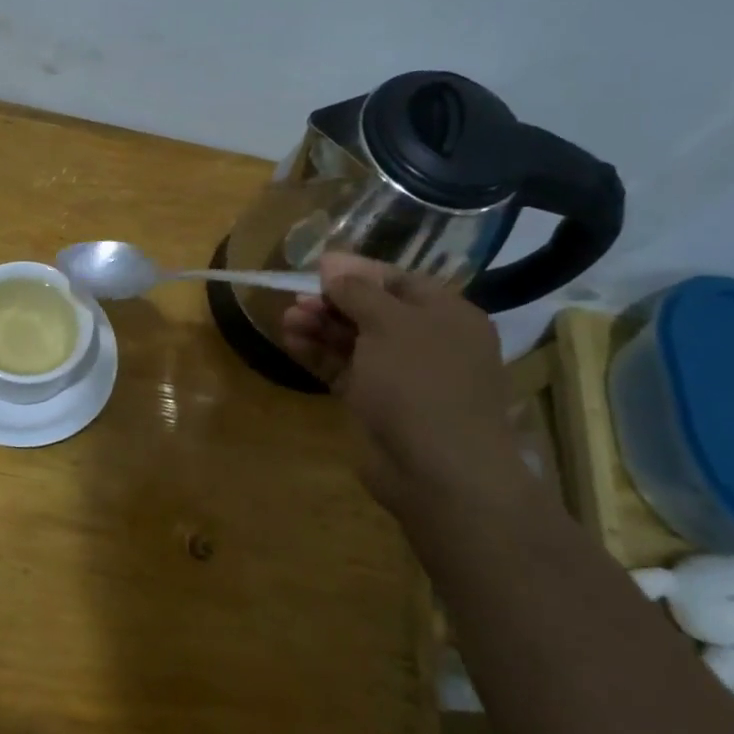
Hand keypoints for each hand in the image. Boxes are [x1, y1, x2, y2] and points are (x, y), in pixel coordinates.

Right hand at [281, 253, 529, 508]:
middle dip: (332, 301)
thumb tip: (332, 263)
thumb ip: (358, 291)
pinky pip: (342, 368)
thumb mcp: (390, 324)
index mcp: (446, 315)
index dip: (357, 271)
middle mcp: (426, 341)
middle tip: (296, 297)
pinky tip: (290, 339)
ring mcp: (399, 375)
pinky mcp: (375, 403)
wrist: (438, 470)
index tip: (317, 266)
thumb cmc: (421, 382)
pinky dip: (317, 353)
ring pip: (353, 340)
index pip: (398, 280)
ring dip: (319, 326)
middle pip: (371, 310)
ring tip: (287, 317)